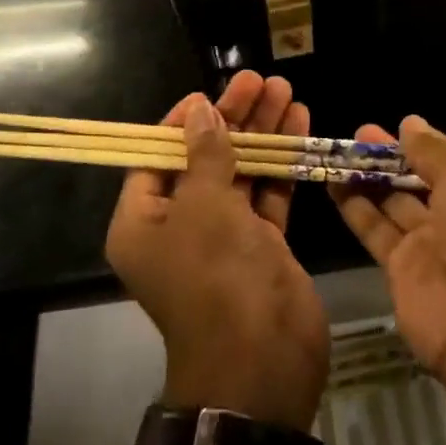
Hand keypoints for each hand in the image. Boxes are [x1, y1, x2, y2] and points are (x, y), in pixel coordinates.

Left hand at [107, 71, 329, 431]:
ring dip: (263, 132)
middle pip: (205, 157)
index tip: (210, 93)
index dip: (182, 122)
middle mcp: (180, 226)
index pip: (156, 157)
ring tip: (286, 90)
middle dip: (234, 118)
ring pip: (241, 171)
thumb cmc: (216, 278)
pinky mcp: (261, 245)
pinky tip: (301, 125)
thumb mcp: (204, 207)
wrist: (261, 364)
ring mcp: (223, 237)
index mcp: (144, 221)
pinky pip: (268, 193)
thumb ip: (206, 154)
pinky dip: (283, 162)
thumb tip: (201, 111)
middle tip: (260, 80)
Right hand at [329, 117, 445, 397]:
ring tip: (336, 151)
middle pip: (421, 179)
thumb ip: (434, 150)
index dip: (425, 144)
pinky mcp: (402, 271)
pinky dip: (354, 206)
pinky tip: (330, 181)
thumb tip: (410, 123)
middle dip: (391, 156)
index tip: (396, 126)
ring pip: (394, 202)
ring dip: (368, 177)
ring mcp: (433, 246)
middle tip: (357, 134)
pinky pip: (375, 229)